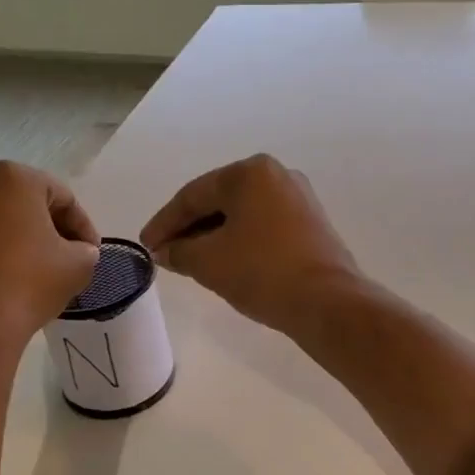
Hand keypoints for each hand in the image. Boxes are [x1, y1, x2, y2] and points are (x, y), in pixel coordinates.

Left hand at [0, 161, 99, 354]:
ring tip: (39, 272)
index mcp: (14, 179)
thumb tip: (80, 252)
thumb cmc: (30, 283)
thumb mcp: (79, 266)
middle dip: (50, 229)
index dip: (83, 226)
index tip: (92, 252)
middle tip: (69, 258)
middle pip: (26, 204)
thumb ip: (86, 251)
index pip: (62, 196)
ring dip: (21, 241)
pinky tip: (9, 283)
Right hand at [140, 155, 360, 335]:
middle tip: (165, 254)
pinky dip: (240, 242)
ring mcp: (299, 199)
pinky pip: (263, 227)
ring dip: (214, 237)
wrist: (327, 302)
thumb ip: (179, 251)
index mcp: (250, 173)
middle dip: (190, 228)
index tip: (146, 246)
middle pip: (219, 201)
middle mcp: (277, 175)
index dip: (165, 223)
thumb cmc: (262, 272)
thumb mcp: (208, 262)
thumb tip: (166, 251)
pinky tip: (226, 263)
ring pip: (243, 215)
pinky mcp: (311, 224)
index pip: (193, 195)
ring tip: (191, 261)